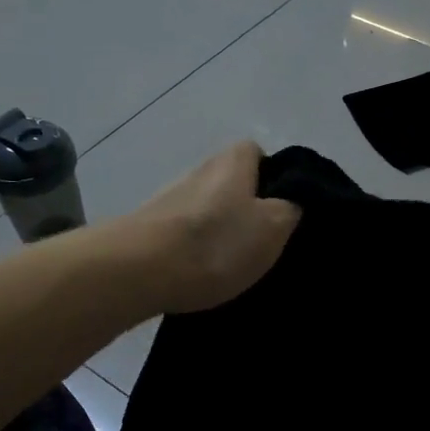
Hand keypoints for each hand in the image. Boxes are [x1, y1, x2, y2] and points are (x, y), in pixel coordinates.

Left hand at [125, 142, 301, 314]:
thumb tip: (290, 202)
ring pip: (208, 212)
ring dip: (220, 233)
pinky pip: (185, 236)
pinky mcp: (149, 229)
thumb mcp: (274, 226)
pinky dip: (196, 252)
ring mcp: (170, 199)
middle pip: (232, 185)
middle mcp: (199, 170)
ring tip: (234, 267)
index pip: (259, 153)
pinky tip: (203, 276)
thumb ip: (290, 208)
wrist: (139, 271)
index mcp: (232, 160)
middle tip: (263, 244)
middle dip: (247, 211)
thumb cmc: (216, 242)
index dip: (275, 179)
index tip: (283, 210)